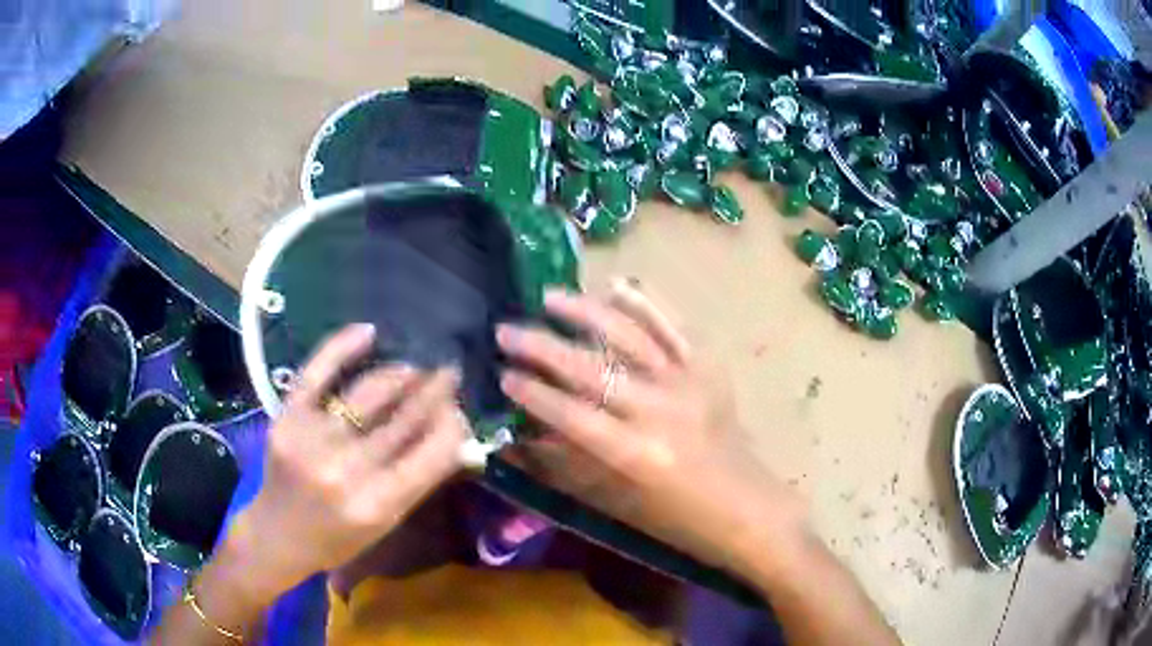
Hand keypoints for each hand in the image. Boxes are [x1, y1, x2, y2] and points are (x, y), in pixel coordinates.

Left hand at [228, 324, 466, 601]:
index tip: (461, 408)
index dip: (453, 425)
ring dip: (400, 374)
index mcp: (378, 504)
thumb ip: (420, 479)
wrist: (278, 533)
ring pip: (368, 392)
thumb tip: (458, 435)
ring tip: (416, 367)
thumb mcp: (387, 521)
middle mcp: (347, 470)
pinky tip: (368, 332)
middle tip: (450, 373)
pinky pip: (317, 372)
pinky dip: (342, 347)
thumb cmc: (338, 538)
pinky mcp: (288, 418)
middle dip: (435, 392)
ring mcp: (313, 439)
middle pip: (404, 419)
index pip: (433, 454)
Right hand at [497, 283, 806, 572]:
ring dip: (585, 313)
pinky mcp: (708, 369)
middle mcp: (659, 411)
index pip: (570, 414)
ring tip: (549, 298)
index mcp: (636, 454)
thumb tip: (526, 434)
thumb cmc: (680, 520)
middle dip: (541, 347)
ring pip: (629, 335)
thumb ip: (572, 464)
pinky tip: (616, 285)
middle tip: (506, 331)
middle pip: (590, 369)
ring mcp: (688, 383)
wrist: (749, 510)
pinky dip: (645, 303)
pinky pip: (673, 327)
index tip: (503, 376)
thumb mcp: (620, 502)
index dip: (532, 393)